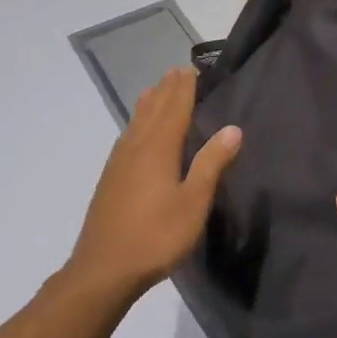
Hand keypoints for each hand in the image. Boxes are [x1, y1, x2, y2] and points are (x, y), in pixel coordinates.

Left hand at [64, 67, 241, 303]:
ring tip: (158, 90)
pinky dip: (137, 123)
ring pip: (136, 121)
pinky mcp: (110, 178)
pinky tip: (137, 132)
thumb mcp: (193, 202)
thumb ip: (211, 163)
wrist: (103, 269)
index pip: (174, 107)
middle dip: (167, 90)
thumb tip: (233, 128)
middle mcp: (136, 146)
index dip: (184, 88)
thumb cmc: (156, 236)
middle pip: (153, 109)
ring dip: (150, 103)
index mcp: (158, 148)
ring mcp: (119, 162)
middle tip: (178, 71)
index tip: (192, 68)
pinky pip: (127, 136)